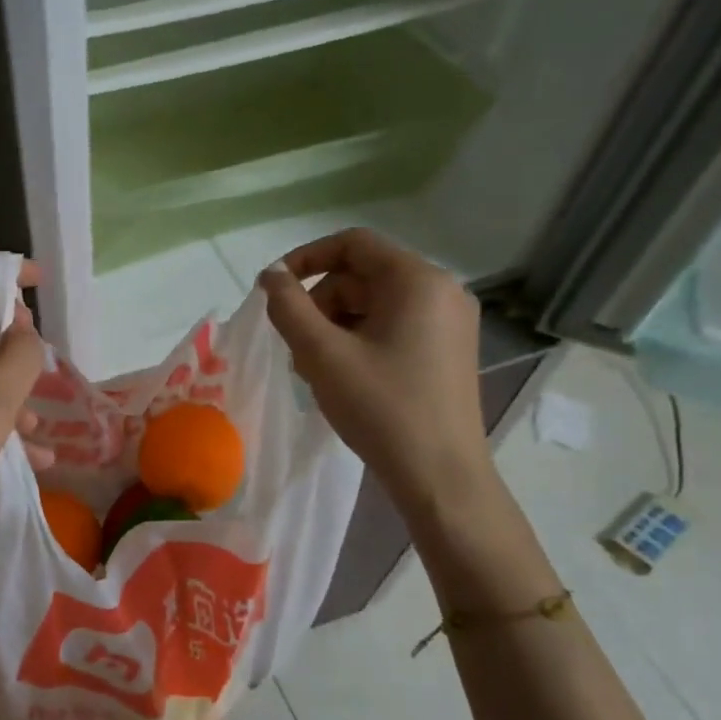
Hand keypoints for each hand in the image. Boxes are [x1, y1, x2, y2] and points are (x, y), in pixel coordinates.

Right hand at [258, 229, 490, 511]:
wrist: (440, 476)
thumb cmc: (381, 408)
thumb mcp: (322, 354)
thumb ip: (289, 307)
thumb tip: (271, 275)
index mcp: (418, 280)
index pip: (352, 244)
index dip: (305, 258)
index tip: (273, 290)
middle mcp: (441, 290)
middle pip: (362, 275)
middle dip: (320, 303)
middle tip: (295, 346)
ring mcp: (449, 321)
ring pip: (374, 303)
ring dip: (334, 325)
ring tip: (314, 367)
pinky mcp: (447, 349)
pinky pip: (393, 325)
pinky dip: (359, 339)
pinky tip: (342, 375)